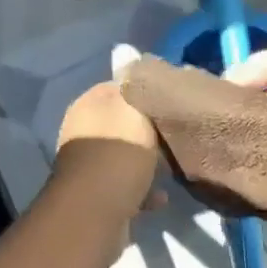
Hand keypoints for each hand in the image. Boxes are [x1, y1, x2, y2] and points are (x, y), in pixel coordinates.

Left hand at [53, 71, 162, 263]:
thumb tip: (126, 52)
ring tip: (175, 167)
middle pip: (126, 124)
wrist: (94, 215)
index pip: (121, 86)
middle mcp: (86, 132)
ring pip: (128, 157)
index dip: (148, 91)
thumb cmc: (117, 156)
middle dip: (151, 130)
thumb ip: (135, 83)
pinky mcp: (100, 197)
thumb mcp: (133, 111)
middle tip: (180, 134)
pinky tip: (162, 197)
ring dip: (150, 164)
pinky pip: (129, 188)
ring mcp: (91, 166)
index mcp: (90, 105)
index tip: (177, 100)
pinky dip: (145, 191)